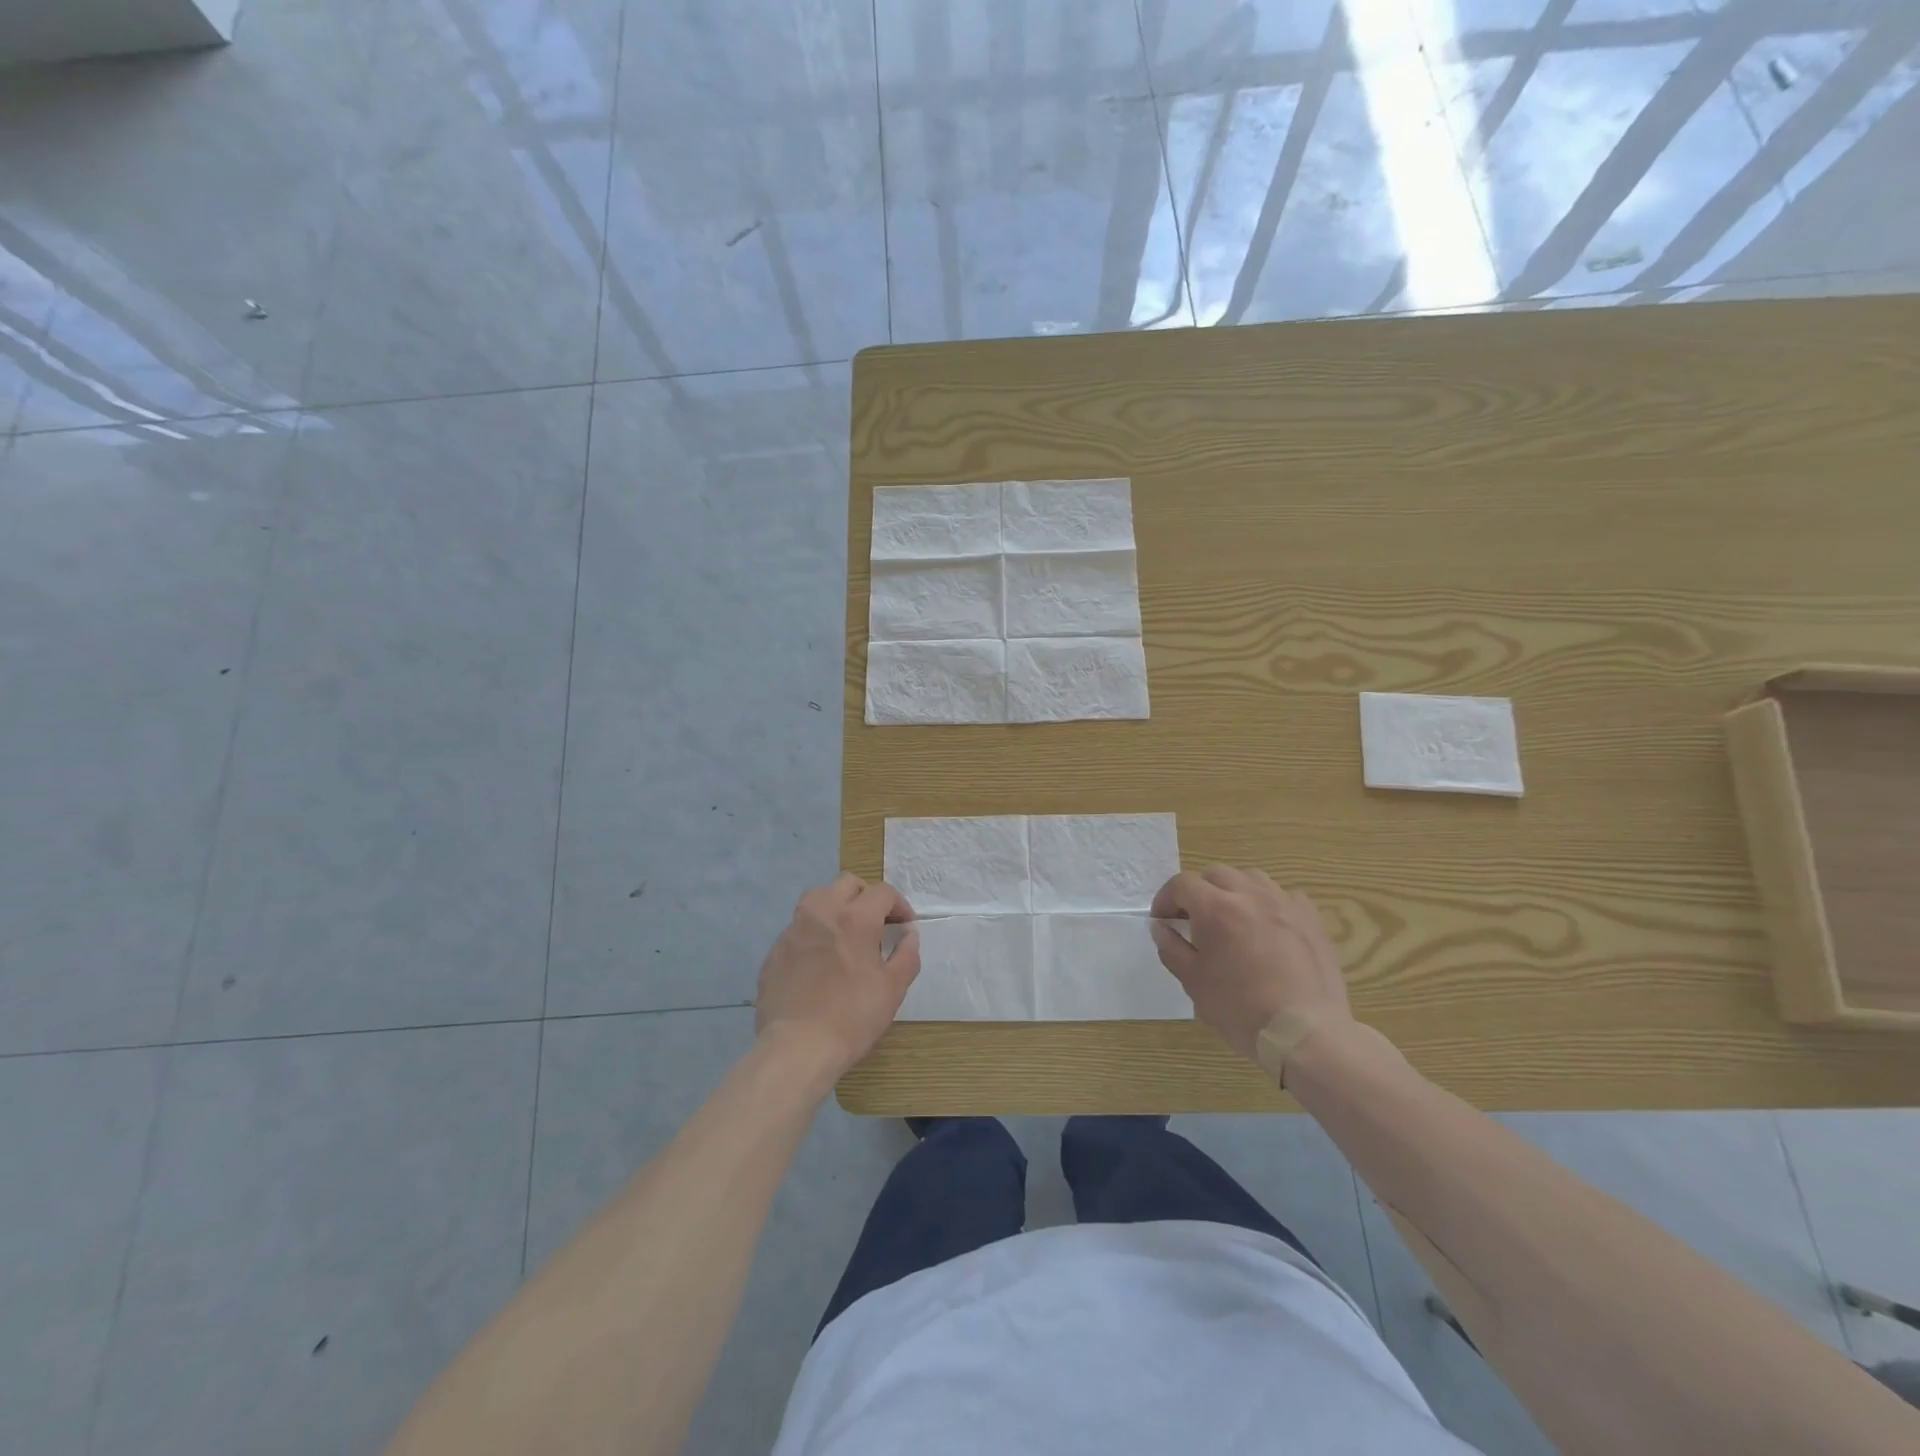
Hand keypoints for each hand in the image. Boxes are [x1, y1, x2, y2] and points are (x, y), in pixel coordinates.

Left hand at [754, 874, 919, 1077]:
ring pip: (817, 898)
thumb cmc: (853, 1016)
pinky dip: (814, 934)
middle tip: (877, 924)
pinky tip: (819, 962)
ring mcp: (793, 930)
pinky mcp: (775, 951)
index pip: (882, 892)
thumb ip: (907, 955)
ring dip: (836, 907)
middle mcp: (822, 912)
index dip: (899, 905)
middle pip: (847, 884)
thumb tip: (909, 935)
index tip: (904, 927)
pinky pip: (798, 929)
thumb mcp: (893, 988)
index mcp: (855, 917)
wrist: (797, 1047)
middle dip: (866, 897)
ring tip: (845, 934)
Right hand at [1150, 867, 1351, 1061]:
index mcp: (1216, 908)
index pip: (1181, 884)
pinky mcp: (1311, 919)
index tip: (1163, 921)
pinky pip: (1284, 895)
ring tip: (1231, 917)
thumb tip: (1160, 927)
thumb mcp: (1194, 982)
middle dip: (1198, 891)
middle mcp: (1250, 895)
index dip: (1166, 899)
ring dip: (1233, 890)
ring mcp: (1284, 903)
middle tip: (1193, 919)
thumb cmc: (1241, 1010)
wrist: (1305, 1034)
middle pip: (1215, 874)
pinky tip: (1267, 926)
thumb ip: (1172, 948)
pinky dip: (1268, 903)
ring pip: (1251, 877)